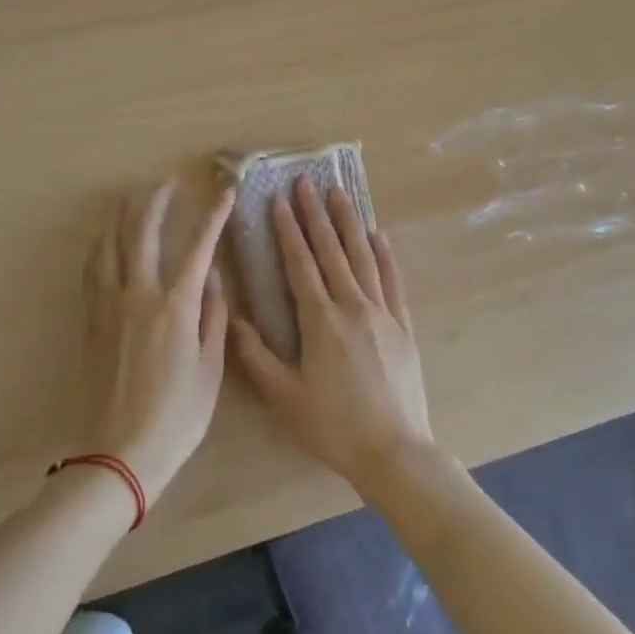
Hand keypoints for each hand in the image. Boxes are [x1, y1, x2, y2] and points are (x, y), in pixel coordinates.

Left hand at [81, 180, 234, 504]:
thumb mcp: (210, 371)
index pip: (199, 246)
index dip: (213, 215)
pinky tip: (107, 240)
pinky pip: (93, 269)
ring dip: (123, 215)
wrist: (119, 453)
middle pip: (143, 231)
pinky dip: (102, 245)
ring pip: (111, 244)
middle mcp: (139, 294)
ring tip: (133, 198)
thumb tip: (214, 279)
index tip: (224, 192)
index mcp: (175, 306)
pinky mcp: (91, 320)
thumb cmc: (177, 416)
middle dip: (157, 200)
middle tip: (168, 182)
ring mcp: (109, 305)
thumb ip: (214, 318)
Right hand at [230, 179, 434, 493]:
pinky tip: (379, 235)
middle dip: (316, 214)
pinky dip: (385, 255)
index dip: (288, 231)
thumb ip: (256, 357)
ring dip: (349, 223)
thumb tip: (231, 320)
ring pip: (363, 256)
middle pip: (331, 250)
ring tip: (341, 193)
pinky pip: (393, 280)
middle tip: (308, 182)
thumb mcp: (284, 398)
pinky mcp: (403, 325)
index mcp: (320, 320)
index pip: (300, 264)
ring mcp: (382, 312)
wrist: (394, 452)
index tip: (280, 201)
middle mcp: (352, 305)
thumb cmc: (333, 427)